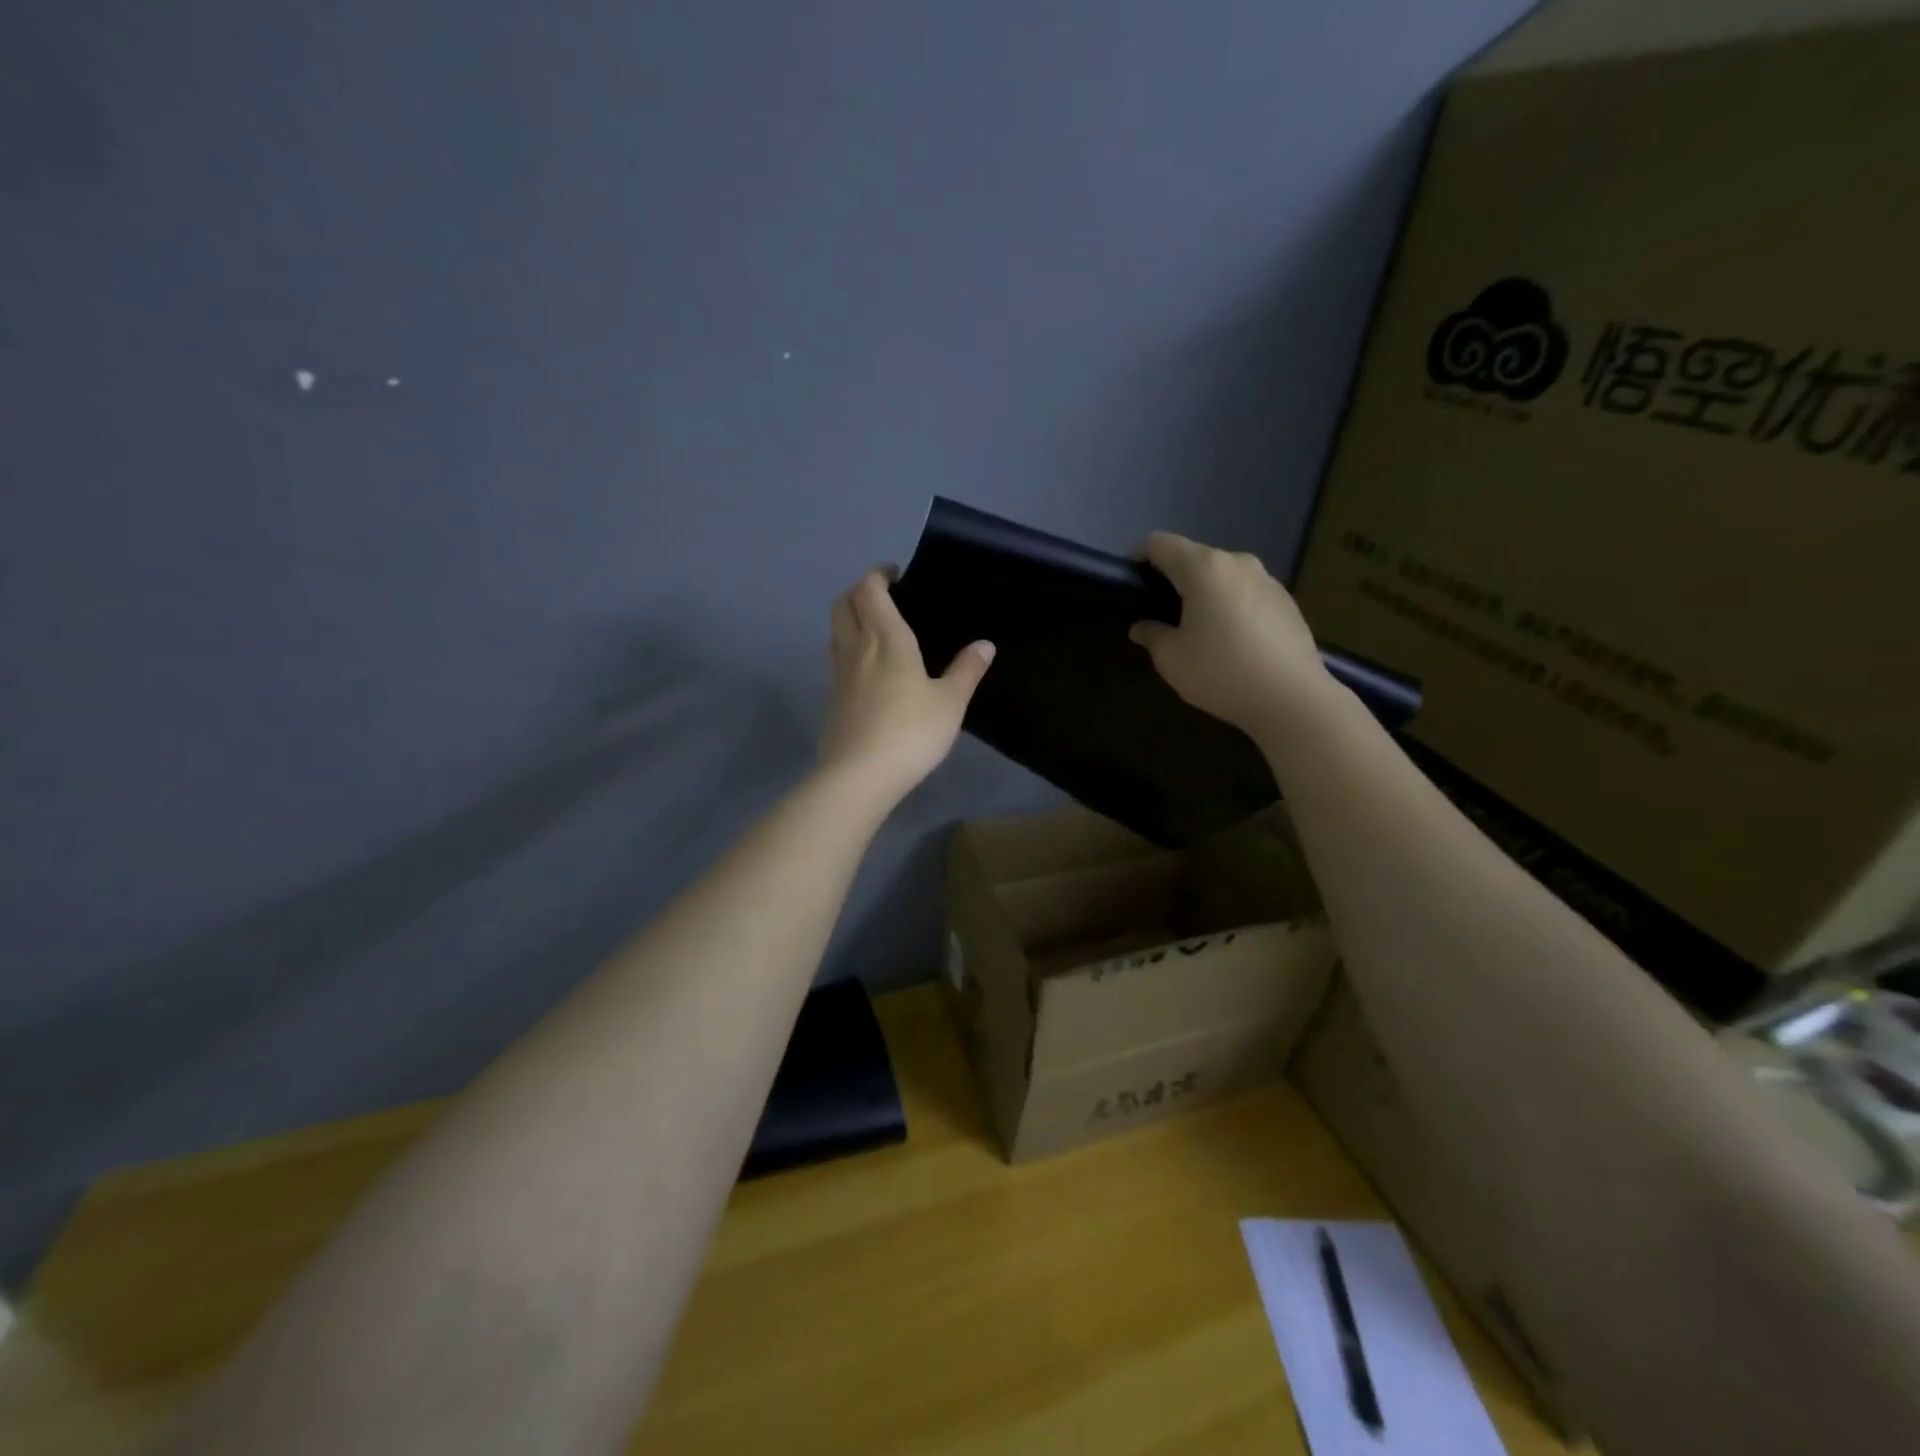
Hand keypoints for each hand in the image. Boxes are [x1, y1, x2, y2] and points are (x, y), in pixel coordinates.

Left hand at [818, 568, 994, 807]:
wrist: (859, 776)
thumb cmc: (910, 732)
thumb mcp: (950, 703)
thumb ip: (966, 671)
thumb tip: (985, 644)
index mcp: (886, 639)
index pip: (870, 590)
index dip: (878, 575)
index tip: (894, 574)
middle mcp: (855, 648)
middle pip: (843, 604)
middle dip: (858, 591)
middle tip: (882, 595)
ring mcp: (838, 674)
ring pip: (835, 631)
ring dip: (850, 618)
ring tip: (874, 627)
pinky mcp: (831, 699)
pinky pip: (836, 658)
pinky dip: (848, 648)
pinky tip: (867, 668)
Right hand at [1127, 533, 1331, 736]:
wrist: (1293, 699)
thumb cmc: (1221, 672)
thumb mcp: (1172, 659)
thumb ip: (1152, 635)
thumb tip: (1142, 627)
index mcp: (1204, 568)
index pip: (1161, 544)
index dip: (1139, 556)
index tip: (1129, 580)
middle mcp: (1238, 563)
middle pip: (1194, 558)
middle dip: (1173, 578)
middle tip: (1159, 611)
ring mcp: (1267, 580)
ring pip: (1223, 576)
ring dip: (1204, 592)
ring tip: (1197, 627)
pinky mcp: (1287, 602)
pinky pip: (1246, 593)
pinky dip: (1230, 605)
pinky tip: (1230, 640)